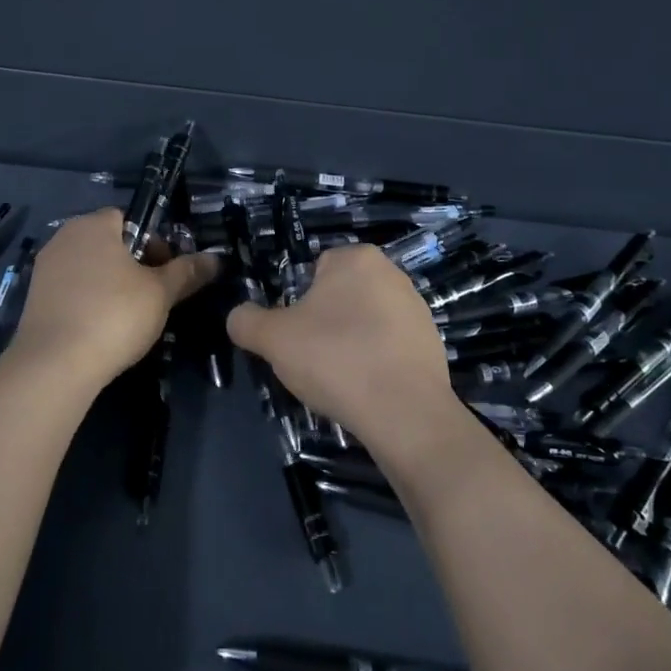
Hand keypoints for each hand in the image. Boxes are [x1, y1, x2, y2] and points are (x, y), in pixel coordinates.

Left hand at [7, 209, 218, 390]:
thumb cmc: (114, 315)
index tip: (164, 271)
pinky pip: (71, 291)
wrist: (54, 365)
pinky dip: (87, 302)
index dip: (152, 242)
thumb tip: (216, 259)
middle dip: (132, 264)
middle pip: (108, 243)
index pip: (128, 219)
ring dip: (110, 284)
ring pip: (89, 268)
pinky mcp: (34, 299)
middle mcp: (64, 238)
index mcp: (93, 225)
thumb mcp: (160, 293)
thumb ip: (187, 272)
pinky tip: (100, 329)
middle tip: (152, 295)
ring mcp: (44, 268)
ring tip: (129, 316)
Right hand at [225, 245, 455, 454]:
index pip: (314, 270)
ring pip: (365, 321)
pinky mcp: (432, 342)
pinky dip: (376, 362)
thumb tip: (238, 316)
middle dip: (326, 322)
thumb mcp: (272, 339)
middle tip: (314, 357)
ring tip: (341, 377)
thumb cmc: (335, 359)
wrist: (404, 413)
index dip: (299, 303)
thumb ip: (246, 321)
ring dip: (351, 342)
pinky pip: (389, 346)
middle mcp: (392, 272)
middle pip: (341, 295)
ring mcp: (417, 308)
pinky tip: (367, 388)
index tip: (296, 335)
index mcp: (356, 258)